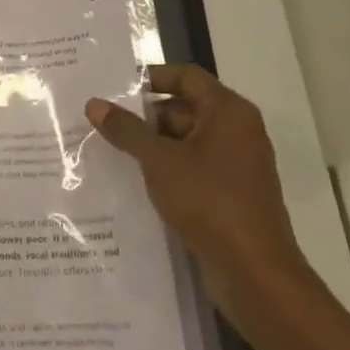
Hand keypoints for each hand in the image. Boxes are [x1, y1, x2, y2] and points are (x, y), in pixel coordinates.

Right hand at [87, 65, 309, 318]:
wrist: (254, 273)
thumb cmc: (209, 202)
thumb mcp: (159, 161)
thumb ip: (126, 130)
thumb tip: (94, 103)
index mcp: (229, 112)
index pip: (186, 76)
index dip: (151, 78)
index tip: (115, 89)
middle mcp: (237, 131)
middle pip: (185, 108)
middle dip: (145, 117)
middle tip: (104, 123)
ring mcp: (236, 165)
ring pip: (186, 141)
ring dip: (152, 146)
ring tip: (110, 151)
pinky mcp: (230, 194)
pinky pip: (193, 168)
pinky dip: (166, 170)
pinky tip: (135, 181)